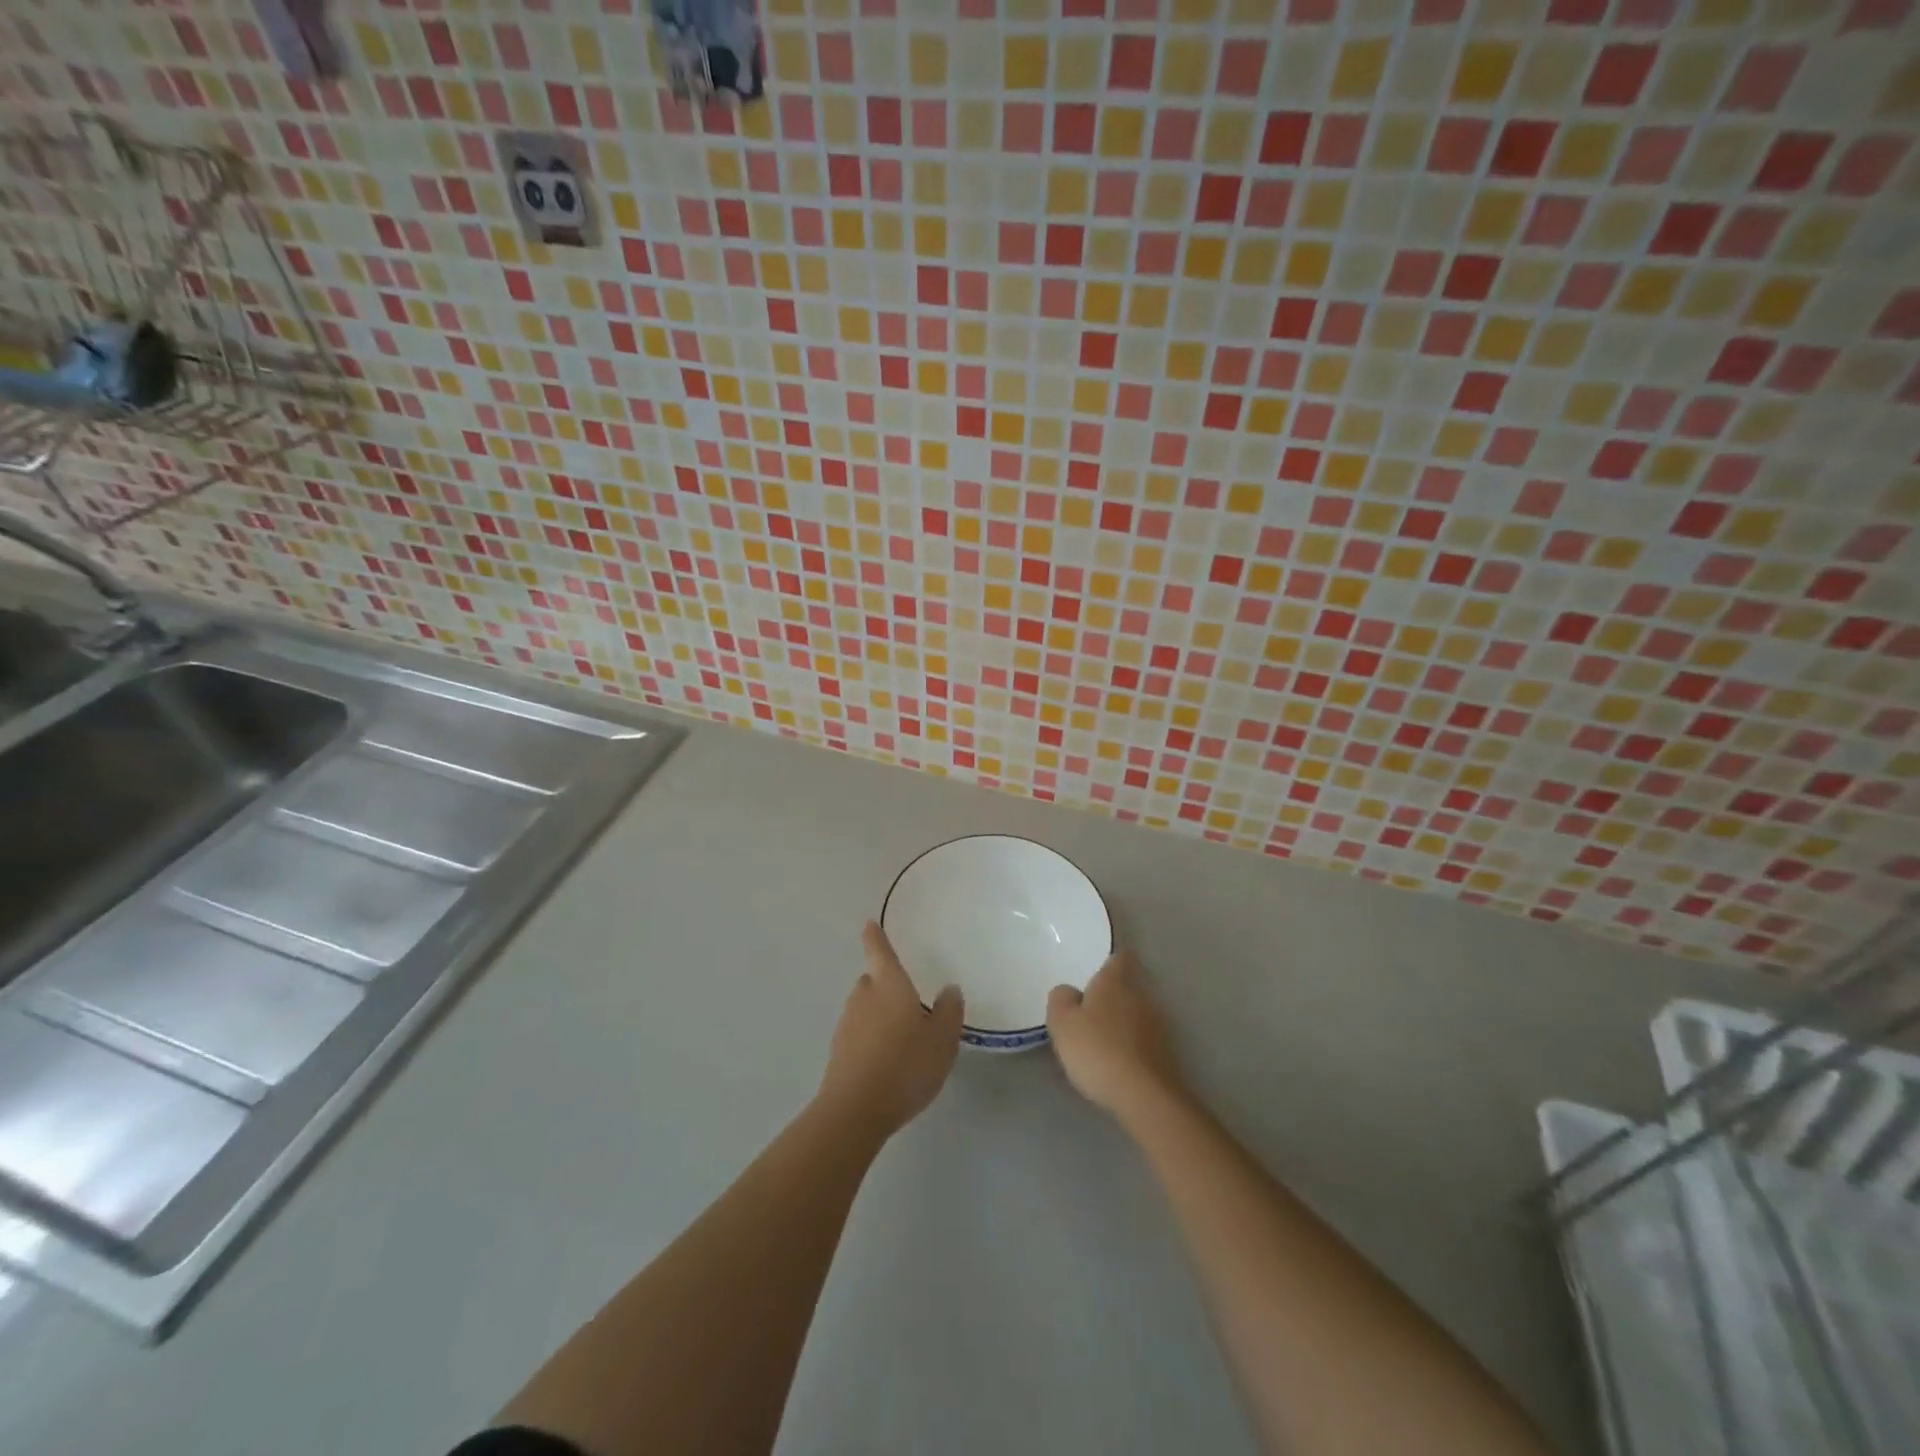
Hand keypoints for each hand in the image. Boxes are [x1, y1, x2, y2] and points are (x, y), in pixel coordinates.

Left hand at [817, 921, 963, 1139]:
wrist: (856, 1110)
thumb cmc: (905, 1065)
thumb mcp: (942, 1039)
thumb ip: (948, 1011)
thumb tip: (949, 989)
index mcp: (889, 986)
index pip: (880, 952)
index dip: (875, 937)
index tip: (869, 924)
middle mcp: (863, 997)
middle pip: (871, 981)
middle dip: (884, 984)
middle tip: (905, 997)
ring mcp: (847, 1025)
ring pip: (864, 1008)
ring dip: (878, 1014)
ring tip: (901, 1034)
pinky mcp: (838, 1053)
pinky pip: (858, 1034)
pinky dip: (870, 1038)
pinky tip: (886, 1060)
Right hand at [1047, 950, 1184, 1119]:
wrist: (1145, 1096)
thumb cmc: (1098, 1050)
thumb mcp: (1063, 1023)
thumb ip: (1061, 999)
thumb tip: (1069, 991)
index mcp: (1115, 981)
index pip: (1118, 957)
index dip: (1108, 961)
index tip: (1095, 969)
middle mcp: (1141, 995)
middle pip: (1127, 986)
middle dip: (1111, 995)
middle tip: (1088, 1009)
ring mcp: (1158, 1024)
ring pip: (1136, 1013)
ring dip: (1121, 1021)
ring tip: (1100, 1038)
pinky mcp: (1166, 1052)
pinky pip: (1143, 1039)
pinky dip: (1131, 1045)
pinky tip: (1117, 1061)